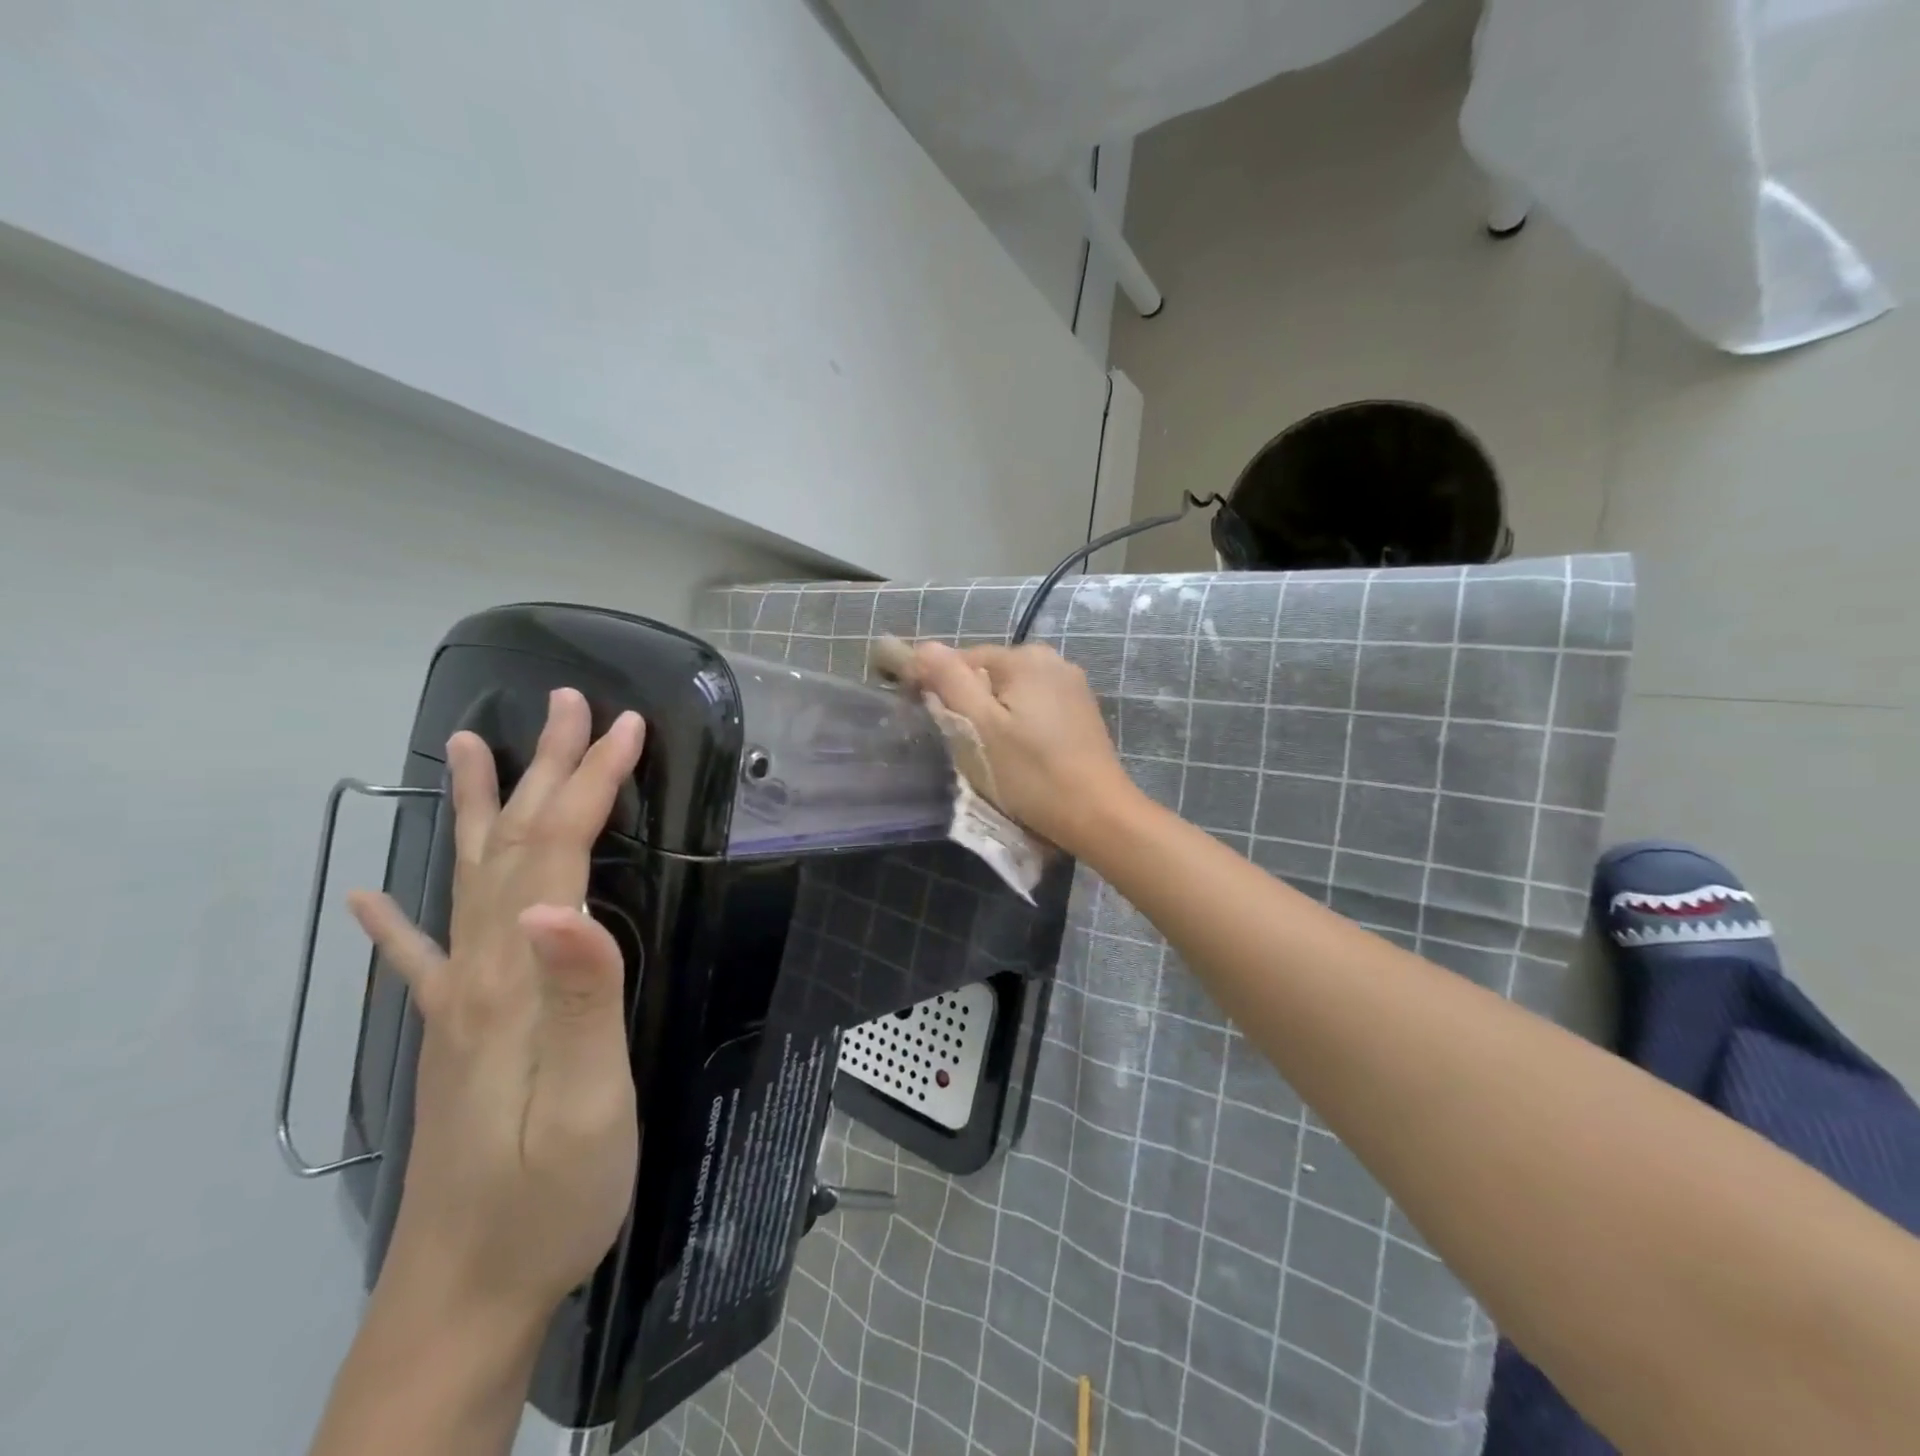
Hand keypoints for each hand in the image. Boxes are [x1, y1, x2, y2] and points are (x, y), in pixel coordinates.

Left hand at [348, 688, 645, 1321]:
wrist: (465, 1295)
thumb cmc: (551, 1195)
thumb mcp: (590, 1103)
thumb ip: (582, 999)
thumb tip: (563, 905)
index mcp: (517, 980)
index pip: (558, 853)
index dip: (592, 783)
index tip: (628, 726)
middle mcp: (478, 974)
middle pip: (513, 847)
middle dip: (547, 769)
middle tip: (567, 705)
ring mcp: (458, 1004)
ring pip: (469, 880)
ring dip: (480, 809)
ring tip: (467, 746)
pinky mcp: (453, 1036)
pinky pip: (420, 959)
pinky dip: (397, 918)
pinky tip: (370, 897)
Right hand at [907, 641, 1142, 854]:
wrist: (1098, 815)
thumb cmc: (1032, 774)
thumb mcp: (980, 728)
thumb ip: (949, 681)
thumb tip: (924, 647)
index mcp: (1024, 657)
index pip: (962, 659)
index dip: (939, 687)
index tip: (931, 723)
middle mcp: (1052, 660)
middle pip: (989, 674)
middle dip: (969, 703)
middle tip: (963, 745)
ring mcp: (1071, 685)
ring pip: (1011, 692)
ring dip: (993, 716)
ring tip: (991, 753)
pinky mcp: (1081, 711)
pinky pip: (1034, 706)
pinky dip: (1019, 724)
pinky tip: (1020, 753)